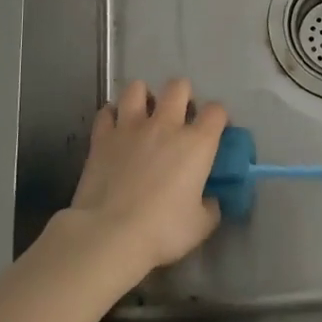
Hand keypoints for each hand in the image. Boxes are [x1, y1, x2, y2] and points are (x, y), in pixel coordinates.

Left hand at [67, 78, 225, 275]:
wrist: (109, 234)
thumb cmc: (162, 231)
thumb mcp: (200, 226)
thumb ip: (211, 207)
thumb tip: (211, 200)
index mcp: (196, 143)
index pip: (216, 111)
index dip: (219, 117)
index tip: (216, 131)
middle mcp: (165, 125)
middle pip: (178, 87)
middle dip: (183, 96)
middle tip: (180, 117)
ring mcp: (130, 127)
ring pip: (137, 88)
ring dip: (143, 97)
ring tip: (144, 115)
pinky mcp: (102, 137)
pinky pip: (107, 112)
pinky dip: (112, 117)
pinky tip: (115, 129)